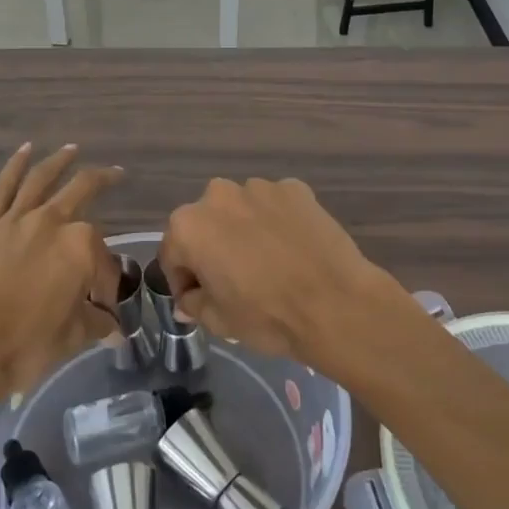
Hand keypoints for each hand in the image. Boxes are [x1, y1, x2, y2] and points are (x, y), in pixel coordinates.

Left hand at [0, 144, 122, 401]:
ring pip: (43, 179)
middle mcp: (52, 221)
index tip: (104, 304)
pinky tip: (25, 150)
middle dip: (104, 181)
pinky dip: (15, 165)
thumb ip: (97, 324)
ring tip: (72, 149)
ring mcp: (17, 219)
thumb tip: (114, 328)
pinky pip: (3, 187)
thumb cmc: (26, 345)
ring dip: (60, 161)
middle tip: (116, 175)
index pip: (104, 258)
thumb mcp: (73, 337)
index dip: (108, 280)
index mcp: (81, 246)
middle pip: (83, 191)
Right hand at [158, 177, 406, 370]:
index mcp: (189, 226)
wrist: (336, 304)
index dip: (183, 280)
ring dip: (244, 230)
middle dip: (212, 247)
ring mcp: (259, 187)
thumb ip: (194, 303)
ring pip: (240, 210)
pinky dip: (276, 222)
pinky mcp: (295, 188)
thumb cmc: (267, 316)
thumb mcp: (219, 321)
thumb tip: (189, 297)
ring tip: (268, 262)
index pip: (173, 254)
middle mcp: (218, 195)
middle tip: (234, 280)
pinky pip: (275, 205)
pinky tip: (292, 248)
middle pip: (205, 224)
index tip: (198, 299)